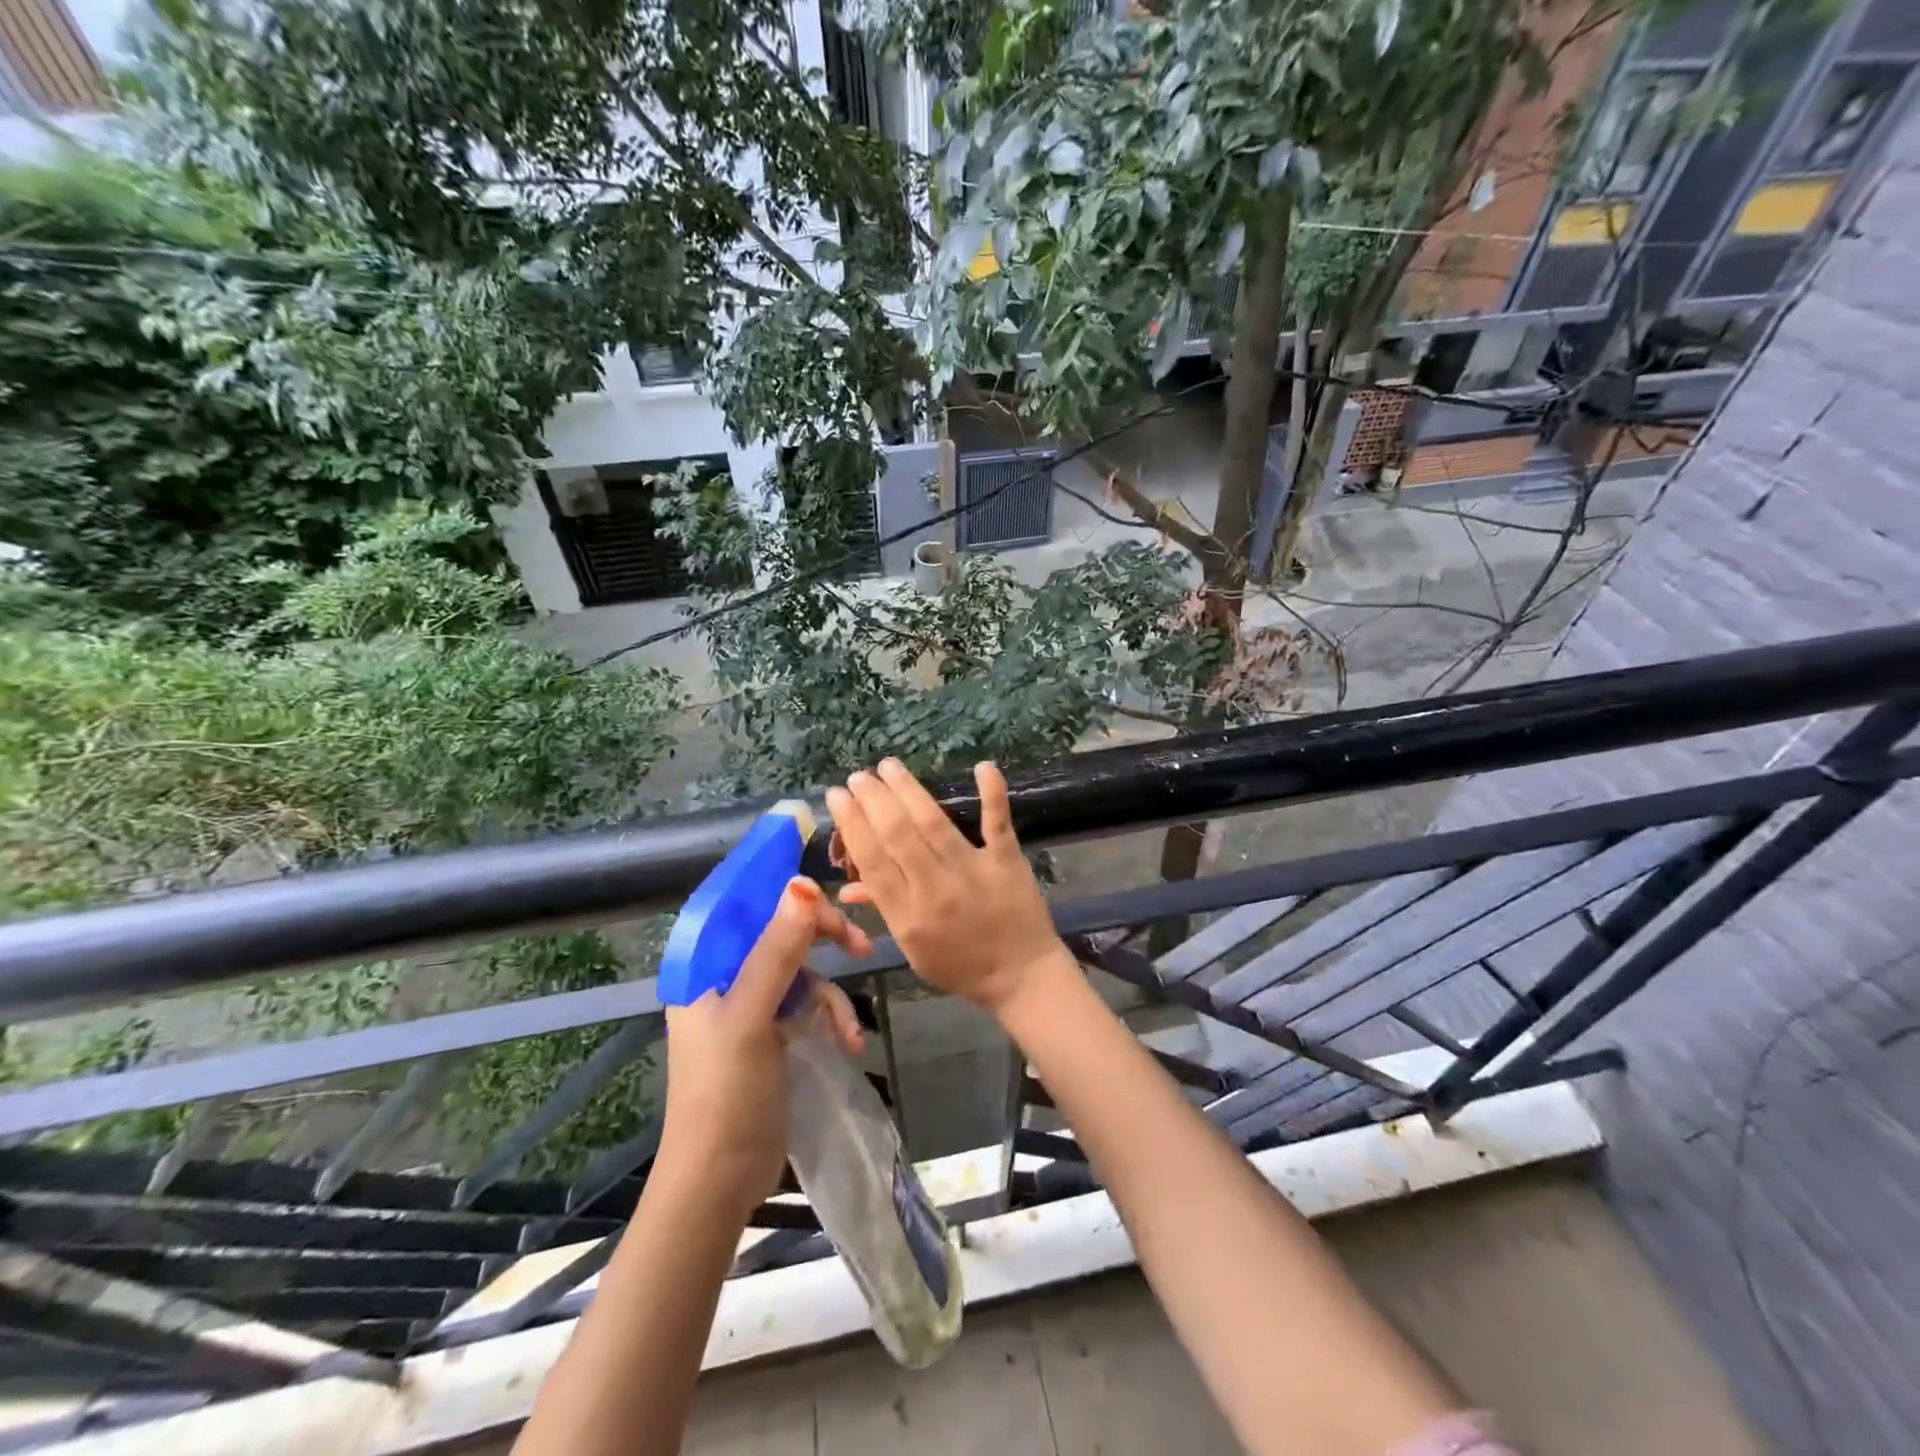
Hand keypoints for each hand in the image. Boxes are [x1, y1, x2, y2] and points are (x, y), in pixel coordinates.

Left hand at [660, 877, 869, 1219]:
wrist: (719, 1181)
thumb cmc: (724, 1094)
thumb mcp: (751, 1016)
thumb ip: (777, 950)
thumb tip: (803, 883)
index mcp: (704, 965)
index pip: (744, 903)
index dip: (782, 887)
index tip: (829, 886)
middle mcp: (725, 977)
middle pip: (781, 932)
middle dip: (823, 938)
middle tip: (861, 944)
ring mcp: (750, 1005)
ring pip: (802, 970)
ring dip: (833, 995)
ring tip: (852, 1031)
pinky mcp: (772, 1032)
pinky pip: (809, 1005)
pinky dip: (831, 1020)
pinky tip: (849, 1043)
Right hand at [827, 759, 1071, 1018]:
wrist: (1021, 977)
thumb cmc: (959, 965)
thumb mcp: (912, 947)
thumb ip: (882, 910)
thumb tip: (846, 886)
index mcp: (907, 914)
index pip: (871, 860)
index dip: (851, 823)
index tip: (837, 795)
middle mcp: (935, 889)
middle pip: (897, 834)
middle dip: (873, 800)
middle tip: (859, 776)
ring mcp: (972, 871)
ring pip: (933, 822)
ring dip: (908, 789)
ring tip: (888, 766)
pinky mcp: (1006, 862)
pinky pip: (997, 823)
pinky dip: (992, 793)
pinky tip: (982, 766)